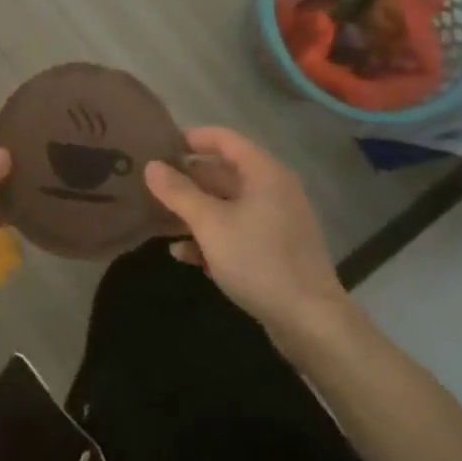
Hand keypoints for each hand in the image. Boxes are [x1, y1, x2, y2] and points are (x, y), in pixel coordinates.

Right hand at [145, 127, 350, 342]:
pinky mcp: (274, 251)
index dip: (191, 139)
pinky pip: (236, 232)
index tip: (158, 147)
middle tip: (151, 185)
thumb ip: (178, 193)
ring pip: (226, 206)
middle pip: (222, 173)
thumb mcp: (210, 224)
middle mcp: (272, 190)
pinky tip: (183, 254)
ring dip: (193, 212)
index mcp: (263, 173)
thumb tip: (151, 166)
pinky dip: (210, 238)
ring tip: (158, 220)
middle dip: (186, 180)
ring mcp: (275, 222)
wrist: (310, 322)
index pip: (223, 139)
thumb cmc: (259, 260)